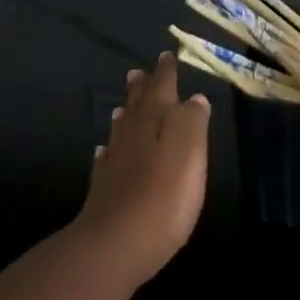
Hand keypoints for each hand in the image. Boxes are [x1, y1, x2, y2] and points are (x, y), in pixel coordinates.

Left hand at [73, 52, 209, 286]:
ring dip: (126, 114)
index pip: (162, 87)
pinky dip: (109, 150)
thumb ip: (193, 121)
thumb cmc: (164, 195)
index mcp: (156, 120)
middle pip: (138, 104)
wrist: (116, 244)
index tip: (166, 55)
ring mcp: (114, 161)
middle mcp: (132, 134)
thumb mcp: (190, 150)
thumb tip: (194, 98)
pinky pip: (106, 159)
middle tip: (139, 72)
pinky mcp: (104, 189)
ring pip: (121, 129)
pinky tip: (105, 152)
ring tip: (125, 105)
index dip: (166, 71)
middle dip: (142, 87)